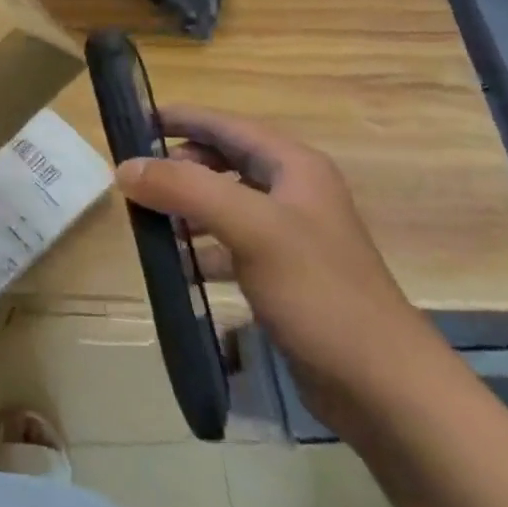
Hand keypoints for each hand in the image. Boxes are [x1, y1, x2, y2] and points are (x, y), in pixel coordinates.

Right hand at [114, 106, 449, 430]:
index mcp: (293, 166)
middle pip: (223, 160)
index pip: (225, 125)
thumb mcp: (250, 228)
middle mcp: (293, 192)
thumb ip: (185, 189)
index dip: (179, 118)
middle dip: (179, 164)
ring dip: (186, 205)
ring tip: (148, 219)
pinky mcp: (284, 275)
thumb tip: (125, 167)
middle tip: (136, 178)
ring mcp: (290, 235)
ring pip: (224, 202)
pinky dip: (201, 245)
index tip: (132, 122)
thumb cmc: (319, 293)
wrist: (382, 387)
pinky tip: (179, 262)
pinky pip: (230, 243)